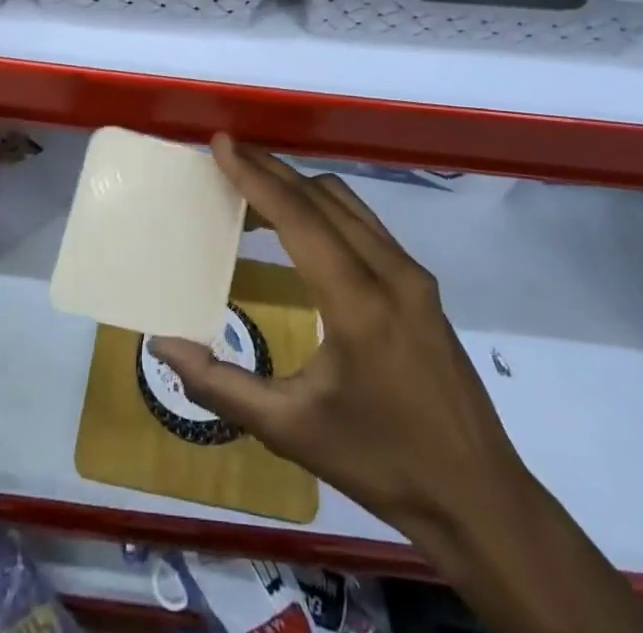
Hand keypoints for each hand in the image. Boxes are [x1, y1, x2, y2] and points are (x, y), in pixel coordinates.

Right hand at [154, 137, 526, 537]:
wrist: (479, 498)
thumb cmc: (381, 463)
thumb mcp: (292, 431)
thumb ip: (222, 385)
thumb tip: (163, 345)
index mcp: (358, 302)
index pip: (298, 217)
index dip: (255, 176)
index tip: (222, 143)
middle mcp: (390, 271)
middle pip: (322, 197)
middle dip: (271, 170)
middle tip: (227, 155)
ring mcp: (413, 274)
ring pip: (347, 203)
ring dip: (299, 186)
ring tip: (254, 187)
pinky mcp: (422, 283)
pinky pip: (365, 222)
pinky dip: (325, 207)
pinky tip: (302, 226)